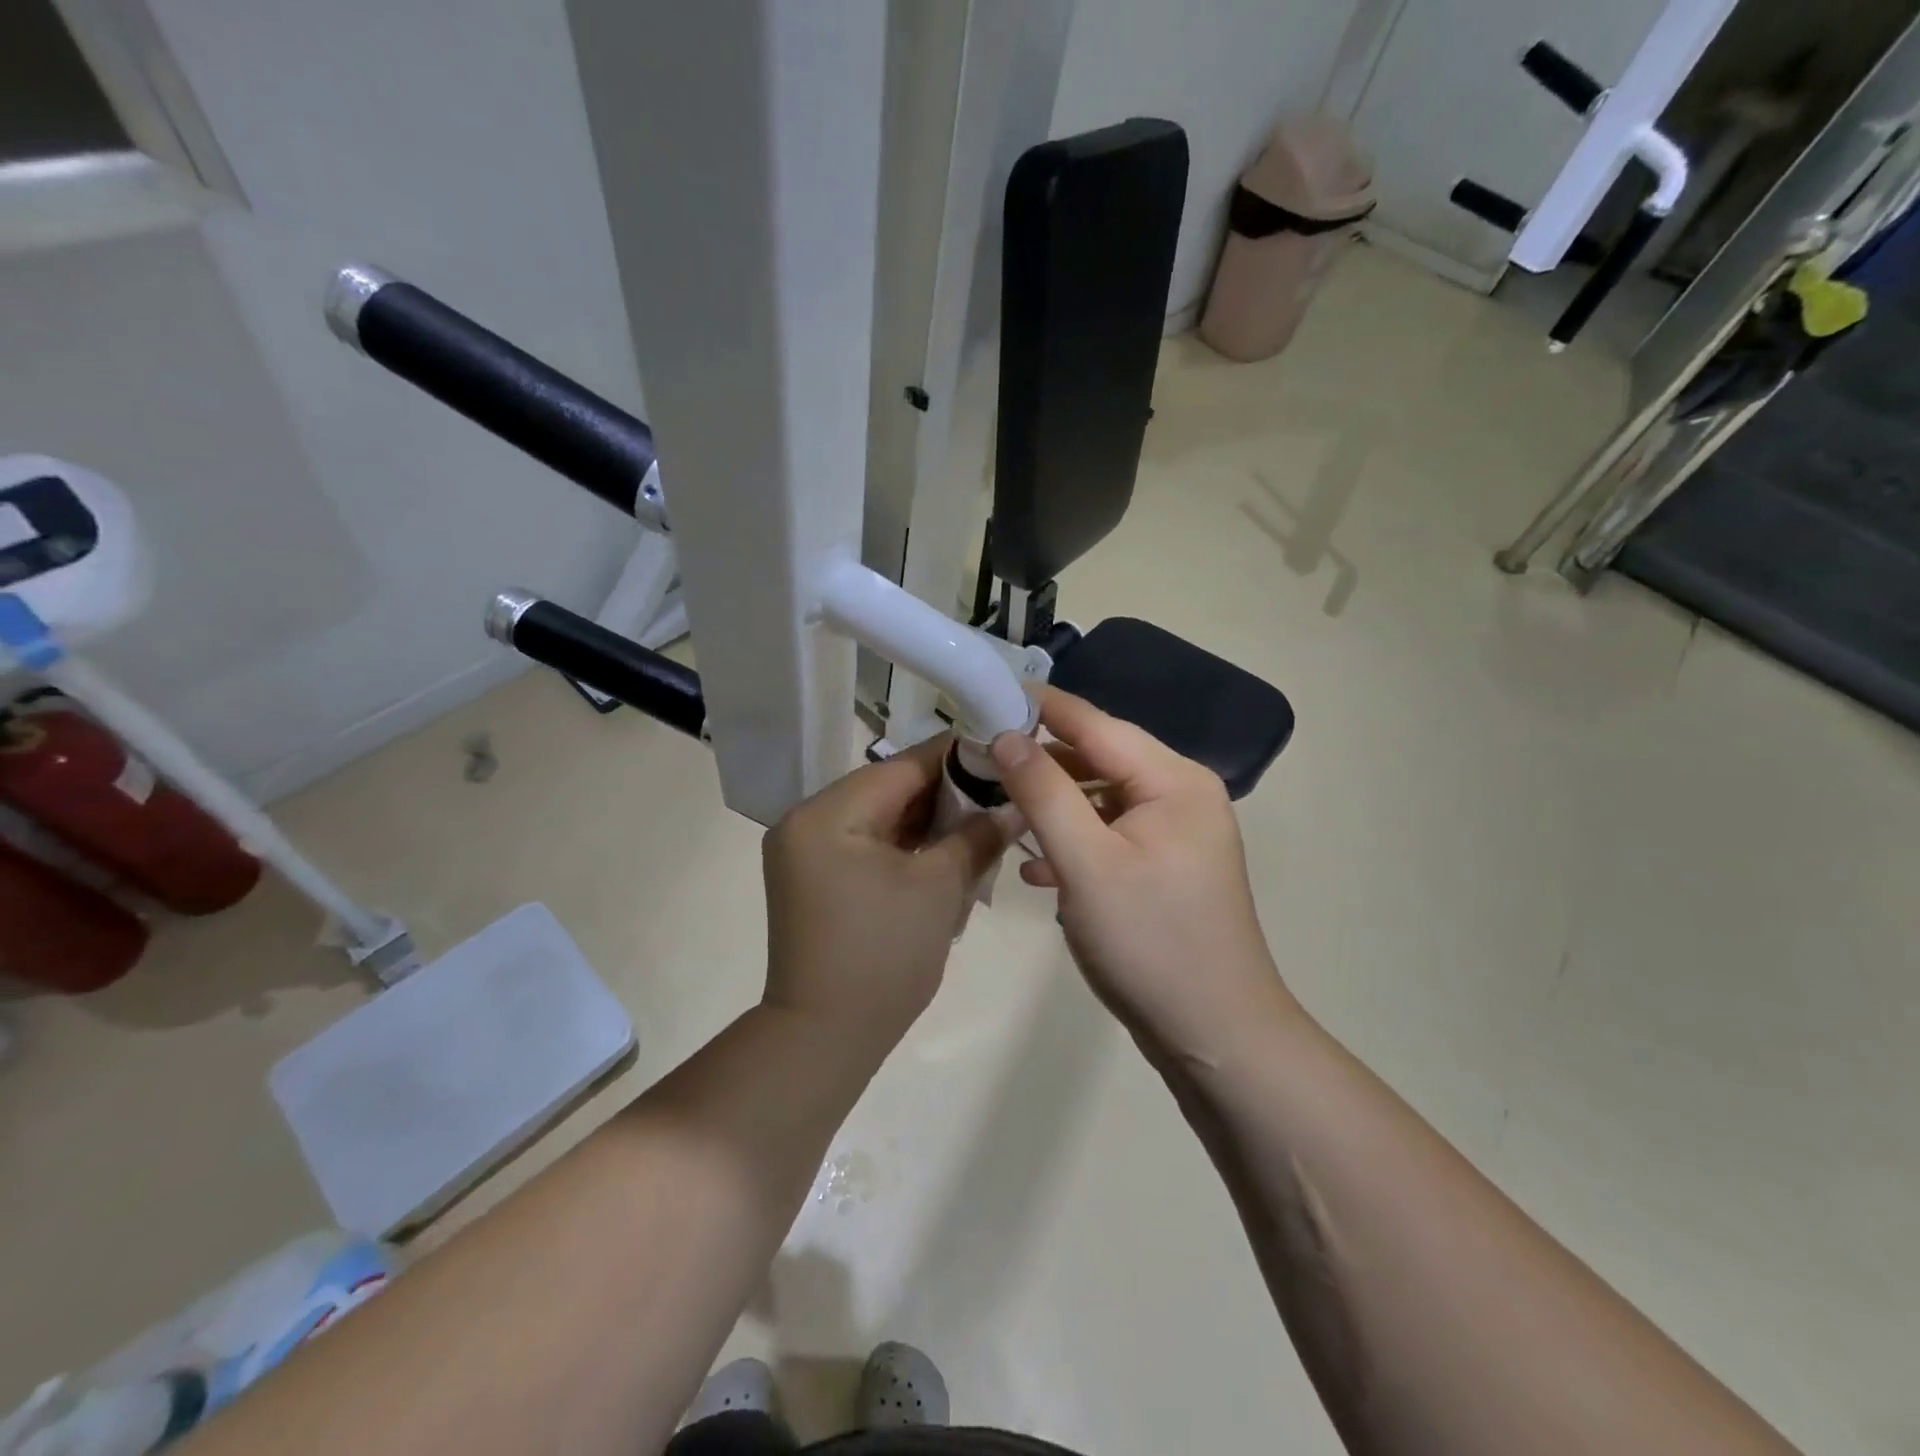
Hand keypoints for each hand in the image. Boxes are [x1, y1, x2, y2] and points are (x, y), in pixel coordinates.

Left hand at [761, 735, 1013, 1045]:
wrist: (825, 1037)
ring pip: (880, 818)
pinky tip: (949, 846)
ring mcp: (807, 853)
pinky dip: (906, 846)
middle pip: (888, 789)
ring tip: (983, 816)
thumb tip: (1014, 805)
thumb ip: (977, 835)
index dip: (955, 757)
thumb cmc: (884, 956)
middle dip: (946, 791)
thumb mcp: (939, 888)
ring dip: (928, 819)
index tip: (1002, 749)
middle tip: (1001, 789)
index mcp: (827, 813)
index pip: (901, 766)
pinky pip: (867, 845)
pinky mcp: (815, 879)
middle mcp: (807, 822)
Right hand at [991, 689, 1292, 1066]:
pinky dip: (1074, 842)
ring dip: (1054, 805)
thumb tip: (1006, 735)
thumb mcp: (1087, 863)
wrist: (1216, 1036)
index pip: (1097, 724)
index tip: (988, 695)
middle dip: (1043, 761)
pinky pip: (1109, 835)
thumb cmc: (1151, 942)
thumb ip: (1044, 792)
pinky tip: (1036, 867)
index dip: (1042, 708)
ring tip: (1000, 809)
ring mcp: (1175, 834)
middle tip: (982, 759)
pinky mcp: (1164, 868)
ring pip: (1100, 799)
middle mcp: (1180, 795)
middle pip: (1100, 758)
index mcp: (1173, 781)